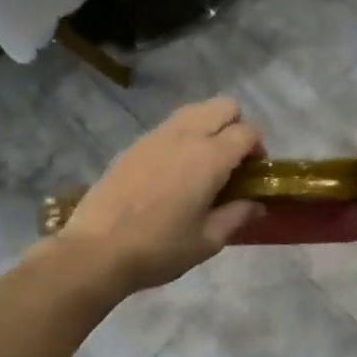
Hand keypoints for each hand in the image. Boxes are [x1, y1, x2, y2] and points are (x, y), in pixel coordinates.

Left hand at [58, 98, 264, 292]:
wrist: (97, 250)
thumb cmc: (160, 248)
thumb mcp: (207, 241)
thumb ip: (238, 216)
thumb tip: (258, 204)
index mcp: (210, 157)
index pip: (247, 132)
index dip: (259, 149)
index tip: (254, 175)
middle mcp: (185, 135)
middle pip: (224, 107)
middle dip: (237, 126)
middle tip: (233, 162)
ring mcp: (156, 136)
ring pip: (195, 110)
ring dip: (209, 127)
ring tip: (205, 164)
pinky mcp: (135, 145)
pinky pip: (170, 126)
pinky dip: (184, 136)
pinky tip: (175, 172)